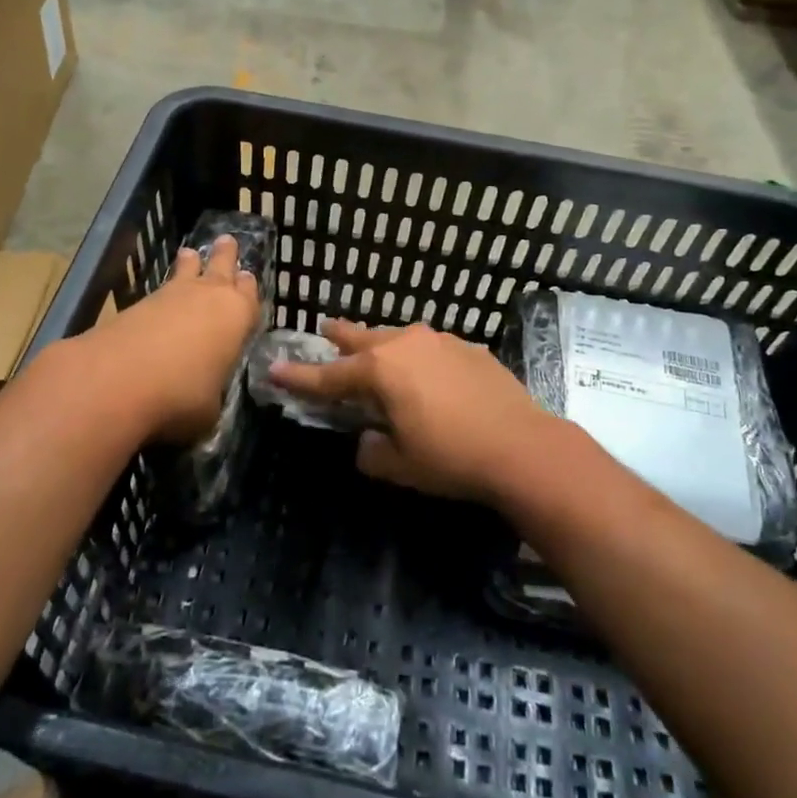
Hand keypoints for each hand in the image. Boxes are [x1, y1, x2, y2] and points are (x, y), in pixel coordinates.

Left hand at [91, 236, 259, 442]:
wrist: (117, 381)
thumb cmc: (181, 395)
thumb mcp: (210, 409)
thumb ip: (211, 394)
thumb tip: (202, 397)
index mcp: (236, 316)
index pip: (249, 295)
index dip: (248, 288)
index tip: (248, 277)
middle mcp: (207, 297)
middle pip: (220, 268)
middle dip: (225, 256)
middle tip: (227, 240)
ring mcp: (169, 297)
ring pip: (185, 273)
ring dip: (189, 265)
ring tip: (189, 253)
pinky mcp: (135, 305)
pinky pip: (158, 292)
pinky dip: (163, 294)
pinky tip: (160, 300)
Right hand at [268, 320, 557, 502]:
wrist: (522, 446)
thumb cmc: (451, 457)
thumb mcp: (400, 465)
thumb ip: (372, 451)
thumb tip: (368, 440)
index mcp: (380, 370)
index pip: (328, 375)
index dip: (299, 376)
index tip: (274, 368)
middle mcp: (405, 344)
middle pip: (361, 337)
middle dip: (339, 337)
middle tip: (324, 332)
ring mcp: (440, 341)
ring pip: (398, 337)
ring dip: (380, 344)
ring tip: (374, 350)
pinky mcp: (468, 347)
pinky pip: (429, 346)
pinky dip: (416, 356)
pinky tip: (425, 372)